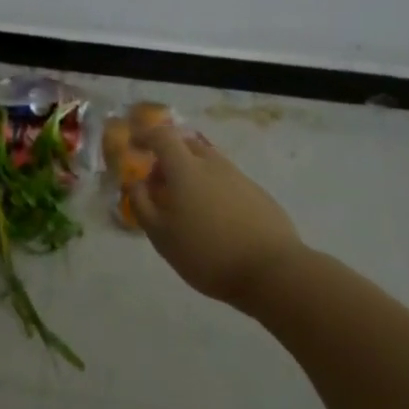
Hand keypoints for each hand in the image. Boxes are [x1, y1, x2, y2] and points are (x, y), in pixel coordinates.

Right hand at [129, 123, 306, 310]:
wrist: (273, 272)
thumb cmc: (207, 253)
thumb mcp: (162, 236)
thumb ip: (142, 205)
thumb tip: (137, 184)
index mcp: (186, 169)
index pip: (162, 136)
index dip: (146, 136)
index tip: (135, 145)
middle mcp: (213, 165)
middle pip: (187, 146)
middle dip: (169, 157)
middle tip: (161, 184)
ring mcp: (240, 178)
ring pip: (210, 164)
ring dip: (193, 175)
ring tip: (188, 207)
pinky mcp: (259, 195)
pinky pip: (228, 182)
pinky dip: (214, 190)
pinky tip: (216, 221)